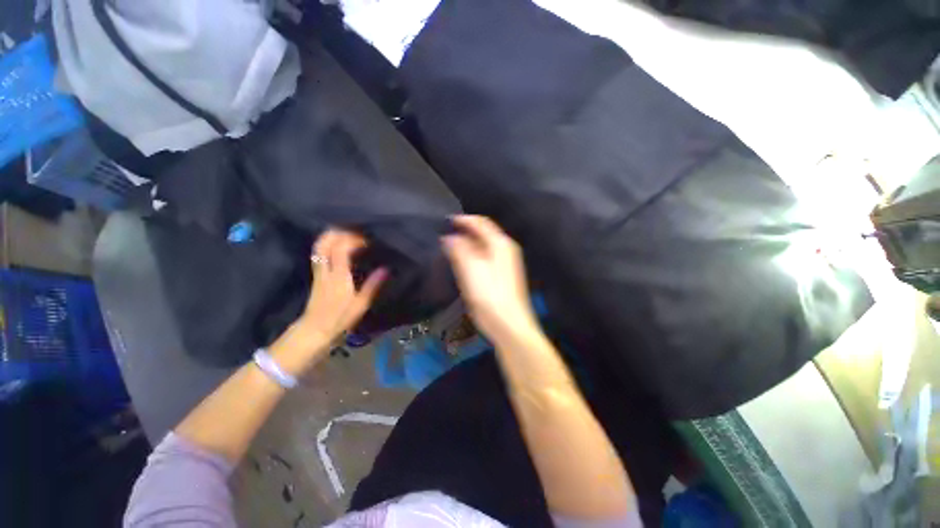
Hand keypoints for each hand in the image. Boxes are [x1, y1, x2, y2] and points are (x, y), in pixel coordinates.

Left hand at [274, 229, 386, 375]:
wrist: (314, 330)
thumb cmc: (340, 318)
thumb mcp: (361, 304)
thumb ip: (373, 285)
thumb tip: (386, 268)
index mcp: (338, 277)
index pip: (341, 249)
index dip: (354, 239)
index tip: (369, 238)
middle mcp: (325, 270)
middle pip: (325, 242)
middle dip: (340, 231)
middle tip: (357, 229)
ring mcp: (318, 270)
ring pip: (319, 245)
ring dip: (332, 235)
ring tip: (348, 232)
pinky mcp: (316, 273)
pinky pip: (319, 251)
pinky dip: (328, 242)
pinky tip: (338, 242)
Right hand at [442, 216, 538, 341]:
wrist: (508, 324)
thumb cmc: (489, 294)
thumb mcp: (471, 269)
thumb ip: (459, 249)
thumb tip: (449, 237)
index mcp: (501, 244)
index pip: (482, 222)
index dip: (464, 219)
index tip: (446, 220)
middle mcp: (506, 249)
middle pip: (484, 233)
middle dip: (465, 231)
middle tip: (446, 233)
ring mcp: (506, 263)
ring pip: (484, 246)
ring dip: (468, 243)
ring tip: (450, 245)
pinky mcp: (502, 275)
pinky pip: (485, 257)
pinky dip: (472, 255)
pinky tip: (462, 261)